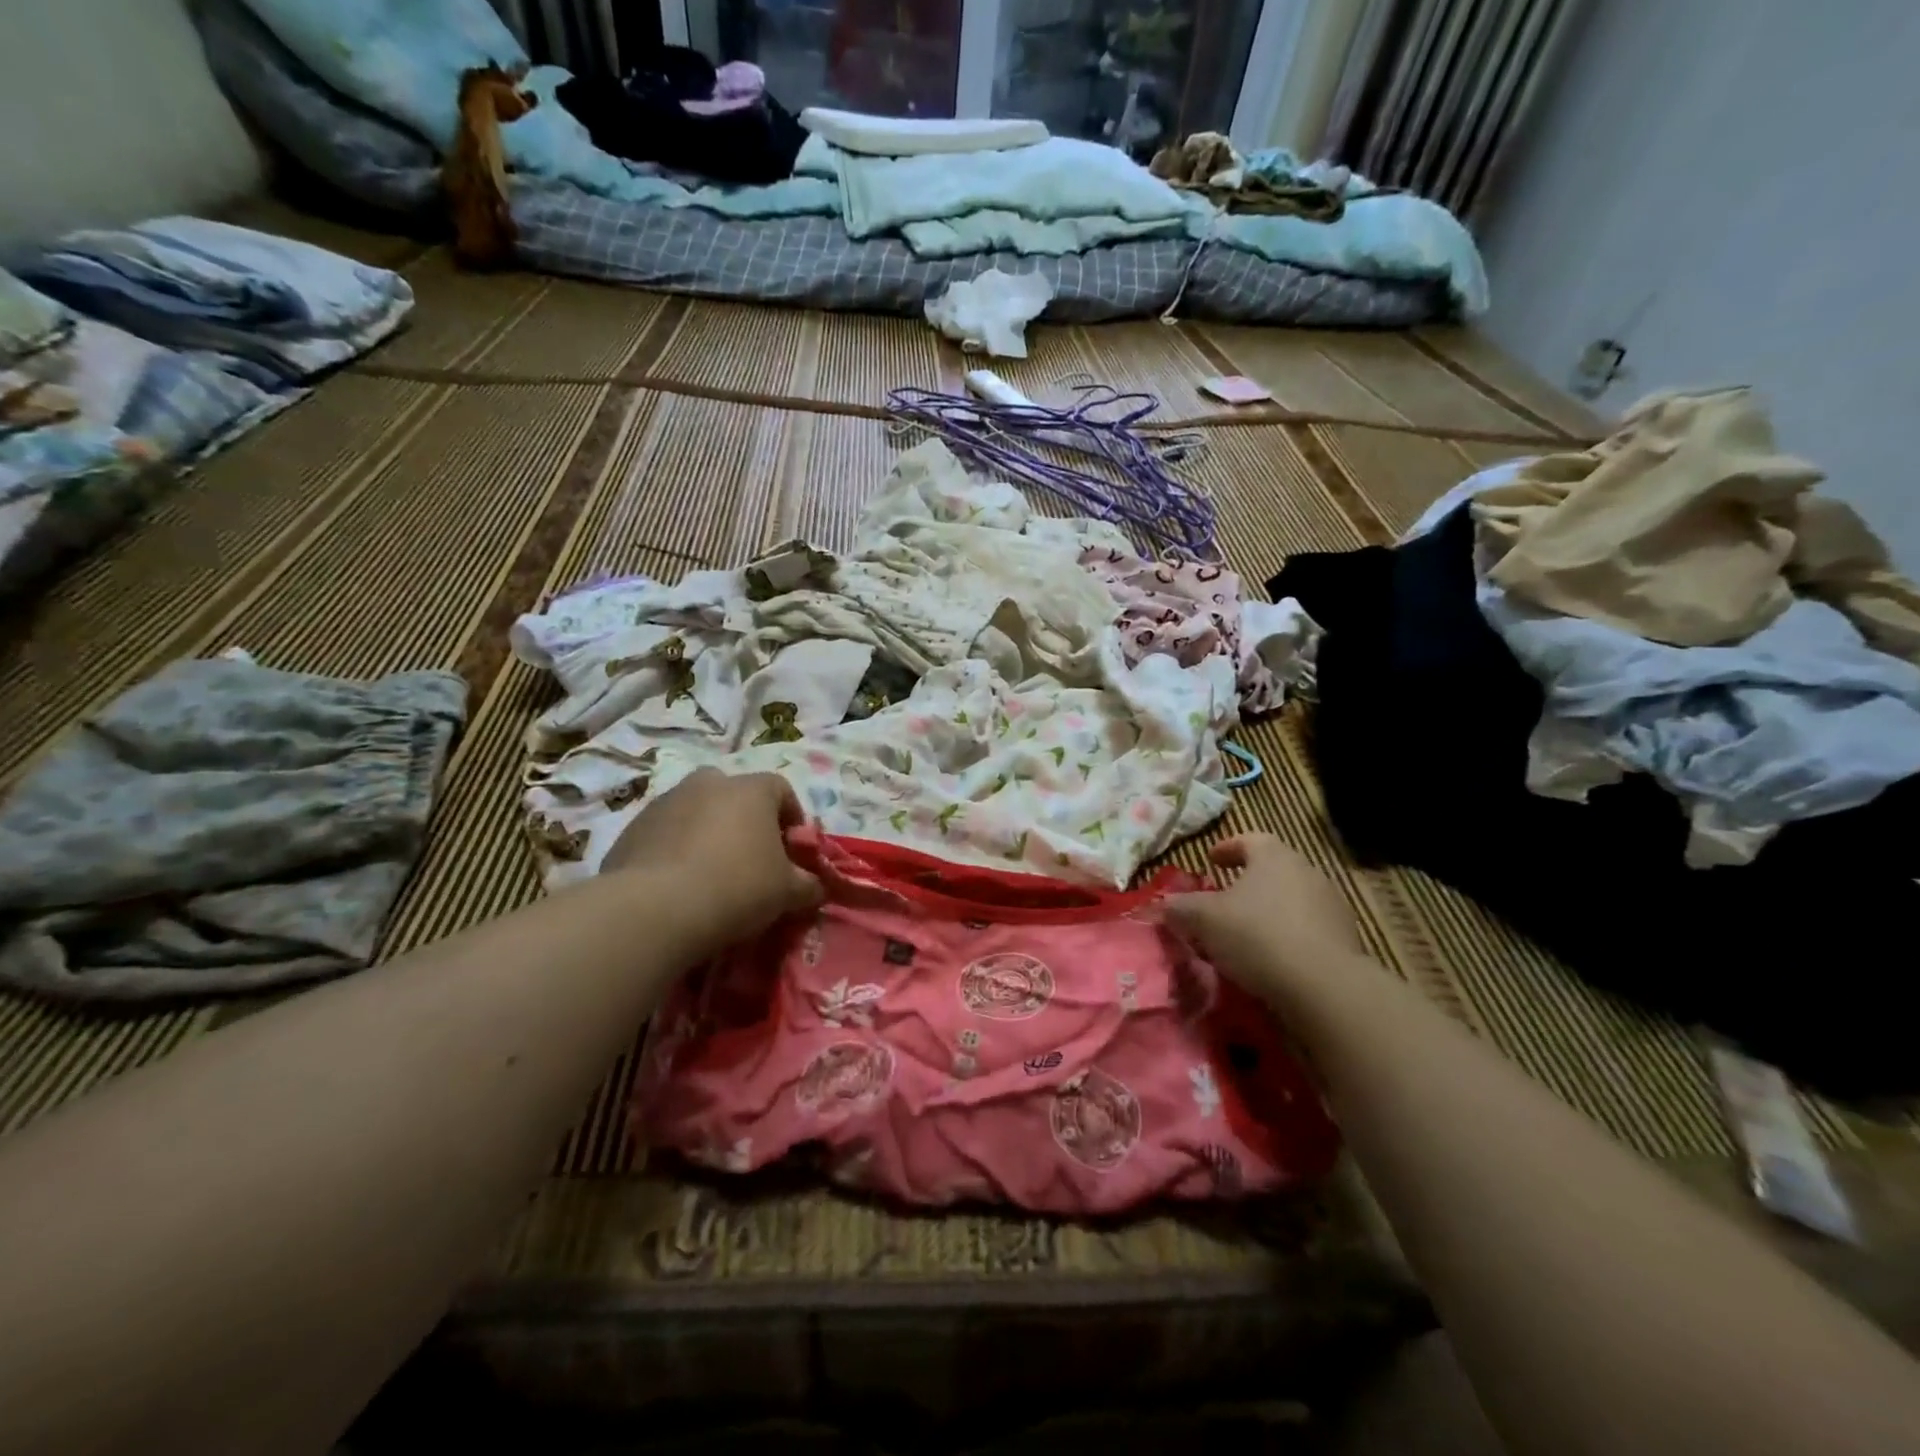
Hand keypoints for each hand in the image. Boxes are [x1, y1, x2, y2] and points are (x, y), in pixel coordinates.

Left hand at [603, 769, 822, 948]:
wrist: (654, 910)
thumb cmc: (737, 888)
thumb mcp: (787, 892)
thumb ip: (808, 885)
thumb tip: (816, 887)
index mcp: (751, 789)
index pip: (782, 790)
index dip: (792, 819)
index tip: (793, 851)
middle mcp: (709, 783)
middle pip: (735, 795)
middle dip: (745, 821)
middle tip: (750, 860)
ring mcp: (666, 802)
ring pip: (696, 811)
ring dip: (707, 834)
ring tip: (710, 875)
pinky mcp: (632, 828)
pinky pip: (665, 834)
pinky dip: (675, 850)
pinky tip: (678, 885)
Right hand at [1167, 834, 1367, 1005]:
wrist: (1324, 987)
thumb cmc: (1257, 936)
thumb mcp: (1203, 919)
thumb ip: (1180, 907)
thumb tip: (1164, 904)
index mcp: (1274, 857)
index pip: (1249, 839)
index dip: (1227, 848)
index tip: (1211, 860)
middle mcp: (1307, 872)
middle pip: (1273, 869)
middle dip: (1248, 882)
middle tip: (1224, 898)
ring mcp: (1331, 906)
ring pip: (1292, 900)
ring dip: (1269, 910)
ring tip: (1246, 933)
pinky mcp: (1346, 940)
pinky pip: (1308, 929)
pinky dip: (1288, 936)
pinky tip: (1272, 958)